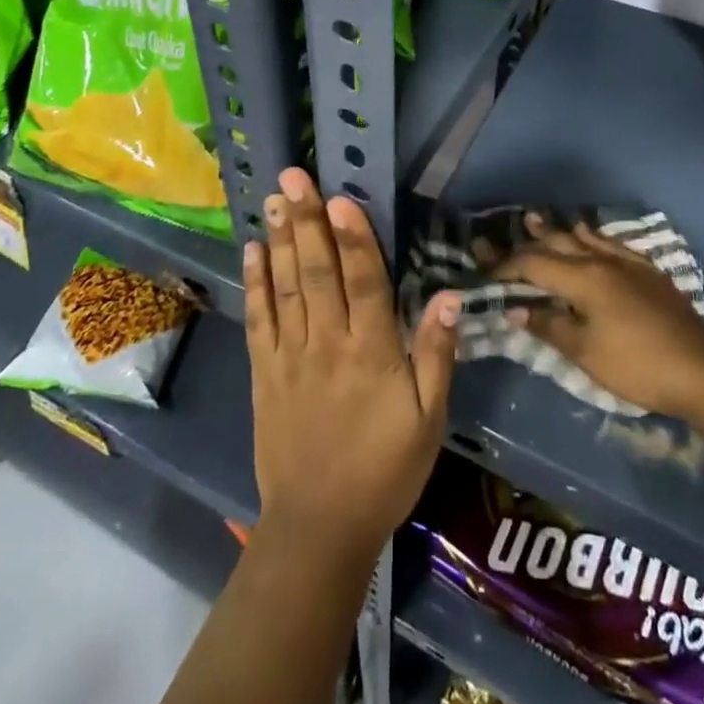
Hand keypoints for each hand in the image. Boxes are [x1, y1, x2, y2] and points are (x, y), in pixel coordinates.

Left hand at [244, 168, 459, 563]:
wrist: (320, 527)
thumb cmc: (385, 469)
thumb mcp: (429, 420)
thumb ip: (436, 355)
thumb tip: (451, 297)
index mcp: (371, 352)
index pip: (364, 282)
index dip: (353, 237)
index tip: (340, 196)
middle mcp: (327, 343)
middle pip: (317, 273)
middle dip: (305, 221)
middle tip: (293, 176)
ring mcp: (290, 356)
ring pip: (285, 287)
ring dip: (279, 240)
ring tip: (273, 199)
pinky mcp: (264, 373)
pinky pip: (258, 320)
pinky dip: (254, 283)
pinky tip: (252, 250)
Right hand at [495, 213, 703, 418]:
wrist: (703, 372)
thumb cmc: (637, 365)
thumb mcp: (585, 352)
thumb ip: (549, 325)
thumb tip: (516, 308)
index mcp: (583, 278)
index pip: (534, 264)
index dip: (506, 267)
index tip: (485, 272)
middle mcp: (602, 260)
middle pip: (557, 243)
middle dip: (527, 242)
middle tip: (501, 240)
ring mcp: (628, 263)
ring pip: (585, 237)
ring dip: (557, 230)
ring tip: (535, 219)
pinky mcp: (648, 272)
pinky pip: (611, 243)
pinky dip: (591, 237)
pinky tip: (590, 237)